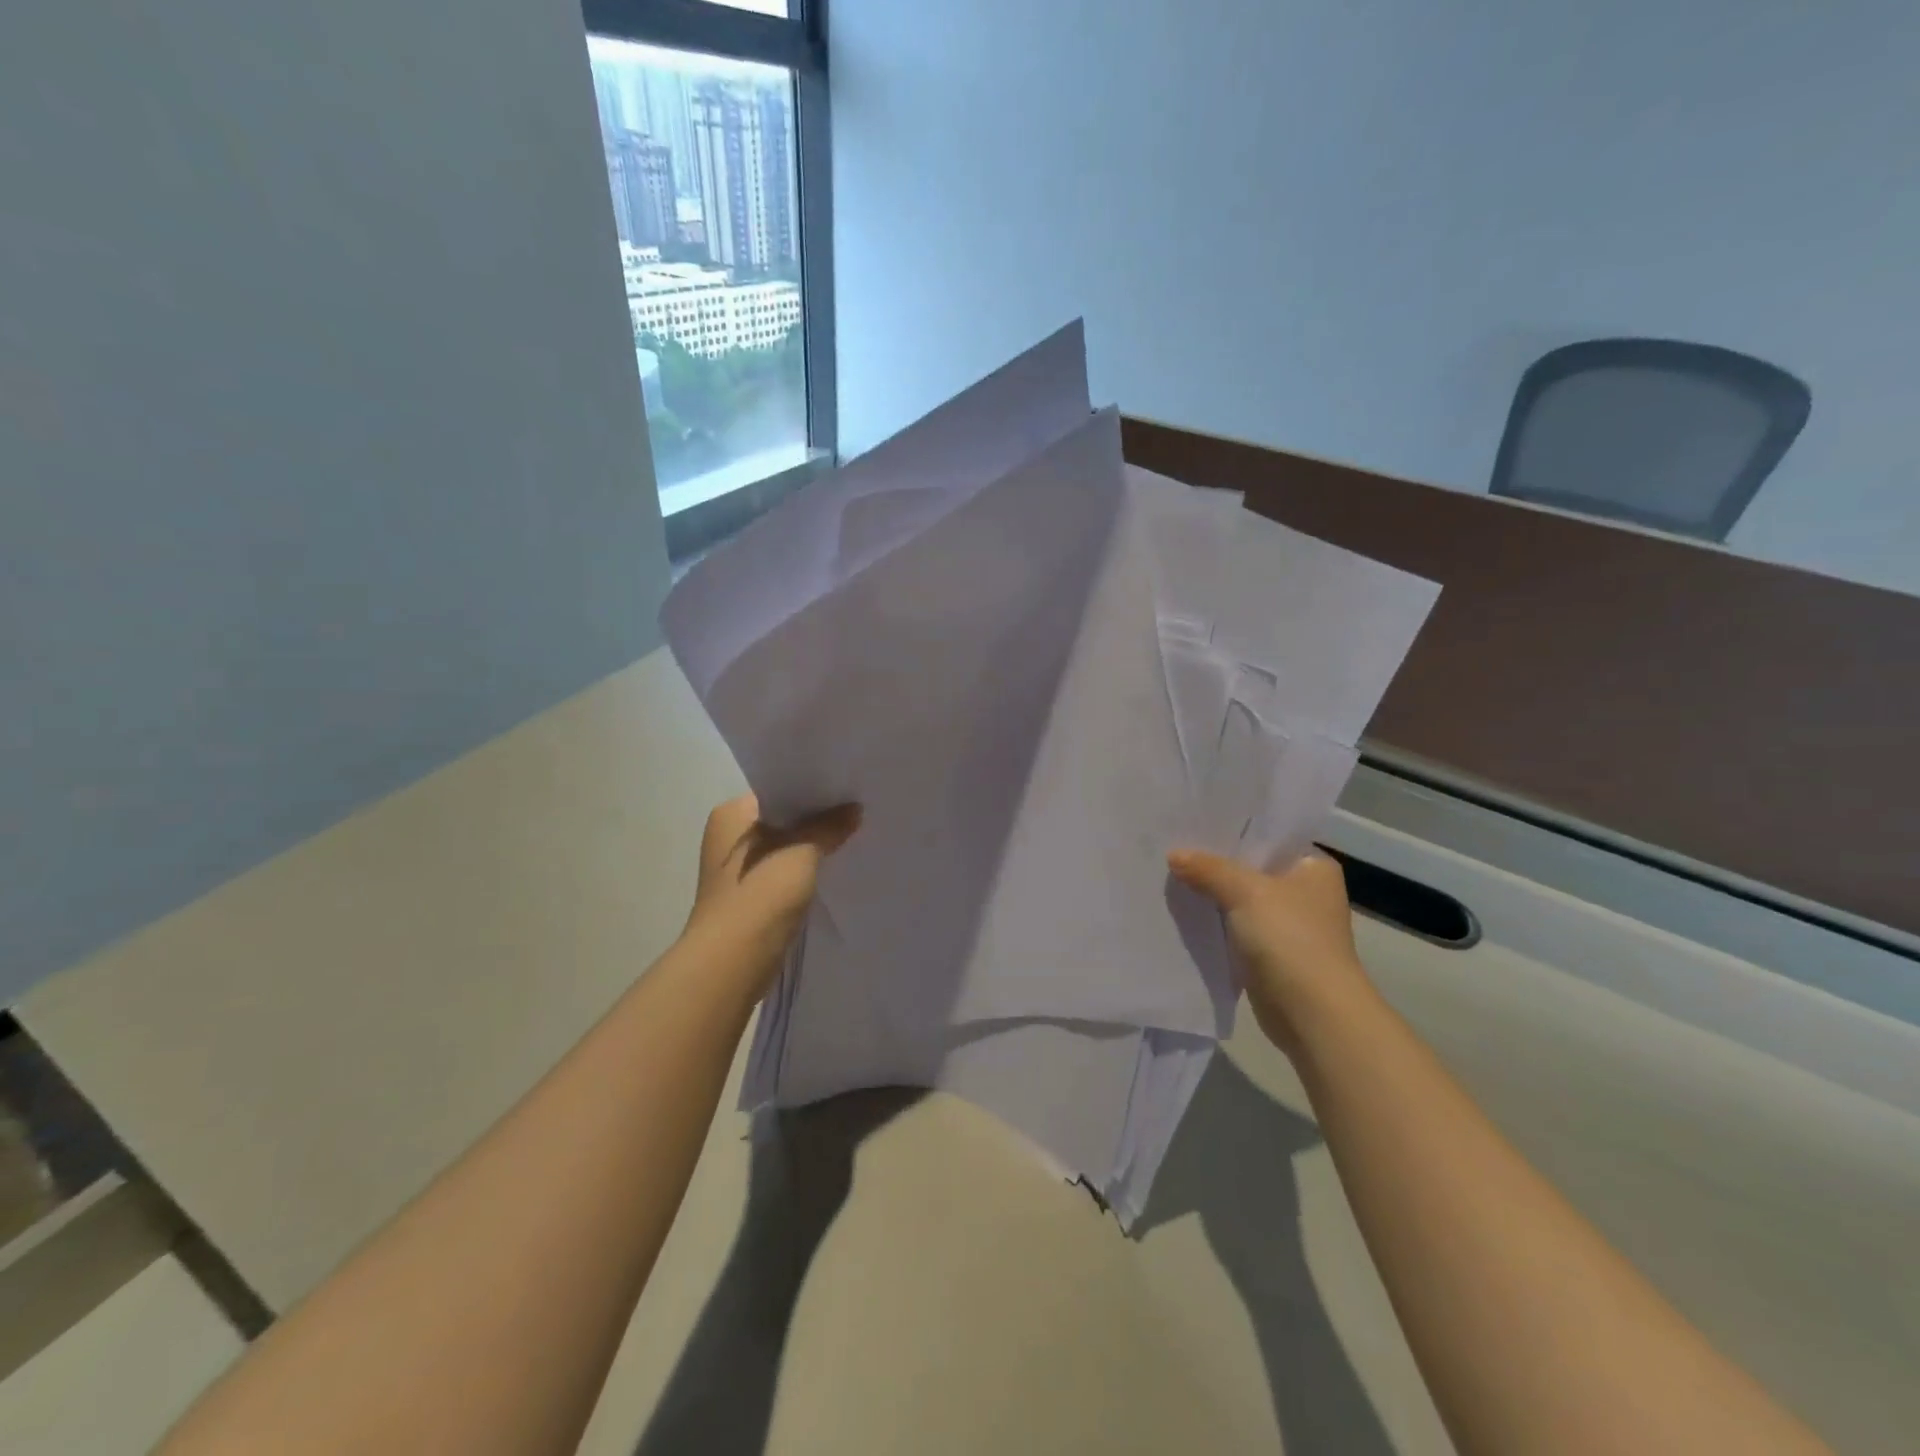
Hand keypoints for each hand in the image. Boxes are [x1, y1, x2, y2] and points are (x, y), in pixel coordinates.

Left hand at [685, 794, 860, 994]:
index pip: (778, 790)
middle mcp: (729, 838)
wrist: (733, 962)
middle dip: (816, 821)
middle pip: (783, 821)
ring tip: (852, 840)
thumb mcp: (802, 852)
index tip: (846, 791)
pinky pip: (784, 876)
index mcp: (731, 815)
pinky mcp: (750, 899)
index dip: (812, 790)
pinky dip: (805, 874)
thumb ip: (829, 826)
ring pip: (785, 850)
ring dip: (812, 850)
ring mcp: (737, 872)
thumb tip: (855, 809)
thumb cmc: (760, 894)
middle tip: (856, 813)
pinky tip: (833, 873)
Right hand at [1168, 847, 1373, 1054]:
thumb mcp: (1245, 892)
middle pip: (1250, 866)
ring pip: (1240, 898)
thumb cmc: (1290, 939)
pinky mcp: (1271, 952)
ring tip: (1170, 872)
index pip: (1268, 835)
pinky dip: (1214, 921)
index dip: (1231, 828)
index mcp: (1313, 866)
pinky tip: (1183, 909)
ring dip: (1212, 892)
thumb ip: (1208, 869)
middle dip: (1214, 861)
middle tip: (1172, 843)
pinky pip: (1235, 926)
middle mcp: (1304, 890)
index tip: (1194, 820)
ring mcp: (1289, 923)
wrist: (1313, 1014)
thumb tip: (1174, 855)